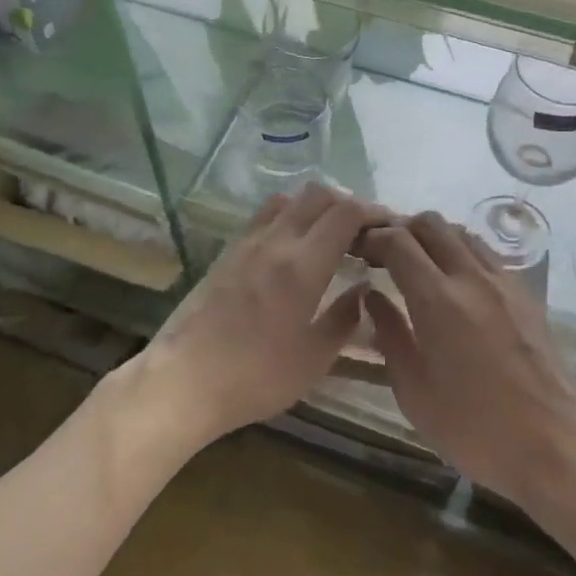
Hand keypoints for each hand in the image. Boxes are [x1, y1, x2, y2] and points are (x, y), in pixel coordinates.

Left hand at [136, 184, 376, 450]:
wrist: (183, 380)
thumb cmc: (255, 377)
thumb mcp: (313, 359)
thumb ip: (344, 319)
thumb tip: (362, 290)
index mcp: (303, 265)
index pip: (346, 213)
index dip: (375, 211)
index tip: (391, 227)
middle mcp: (276, 241)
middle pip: (319, 195)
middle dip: (349, 204)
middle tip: (365, 231)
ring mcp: (247, 242)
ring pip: (289, 199)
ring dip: (316, 206)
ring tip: (330, 234)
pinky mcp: (227, 252)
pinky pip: (265, 215)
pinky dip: (289, 215)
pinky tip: (294, 245)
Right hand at [361, 212, 575, 505]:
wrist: (556, 446)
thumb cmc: (474, 428)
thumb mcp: (414, 391)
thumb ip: (389, 335)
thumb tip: (371, 297)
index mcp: (437, 299)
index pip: (397, 241)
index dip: (372, 238)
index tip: (357, 250)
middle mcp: (472, 277)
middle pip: (431, 224)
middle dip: (400, 228)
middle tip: (383, 253)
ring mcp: (504, 282)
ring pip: (462, 233)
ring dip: (433, 237)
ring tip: (417, 264)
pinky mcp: (527, 295)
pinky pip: (487, 254)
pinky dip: (462, 252)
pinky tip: (456, 283)